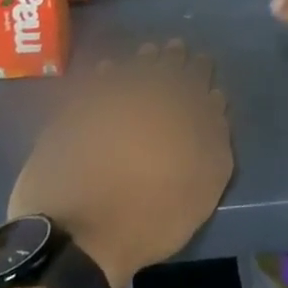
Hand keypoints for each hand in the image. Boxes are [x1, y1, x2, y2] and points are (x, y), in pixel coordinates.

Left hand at [6, 40, 232, 287]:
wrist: (79, 238)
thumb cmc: (153, 215)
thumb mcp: (205, 184)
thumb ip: (216, 136)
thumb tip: (214, 100)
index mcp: (180, 107)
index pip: (195, 75)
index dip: (200, 67)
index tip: (202, 61)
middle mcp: (144, 93)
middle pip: (161, 65)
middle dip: (171, 56)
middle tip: (175, 49)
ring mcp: (103, 100)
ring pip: (129, 67)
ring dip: (140, 60)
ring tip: (147, 55)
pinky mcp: (71, 113)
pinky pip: (92, 81)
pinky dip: (104, 73)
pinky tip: (107, 71)